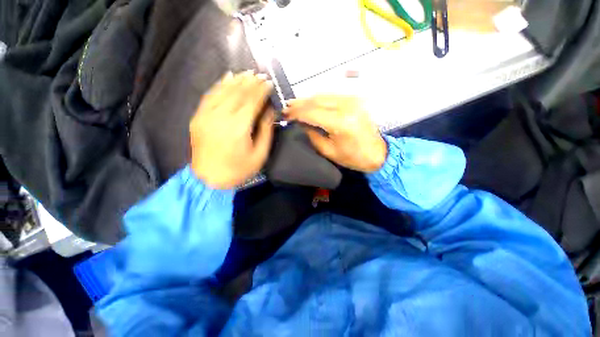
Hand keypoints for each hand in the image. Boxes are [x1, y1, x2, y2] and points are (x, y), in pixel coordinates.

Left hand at [190, 71, 273, 188]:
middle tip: (260, 74)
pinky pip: (209, 96)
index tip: (269, 82)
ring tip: (246, 73)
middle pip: (238, 93)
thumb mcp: (260, 154)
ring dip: (236, 80)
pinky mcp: (198, 117)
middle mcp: (221, 117)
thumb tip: (270, 111)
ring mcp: (206, 115)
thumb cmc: (239, 169)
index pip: (252, 101)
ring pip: (223, 91)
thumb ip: (265, 130)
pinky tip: (227, 77)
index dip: (261, 90)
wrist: (209, 179)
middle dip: (250, 82)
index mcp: (238, 127)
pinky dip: (219, 85)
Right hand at [284, 95, 386, 172]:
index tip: (285, 116)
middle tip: (286, 108)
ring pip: (323, 95)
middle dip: (299, 104)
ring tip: (295, 105)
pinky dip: (318, 99)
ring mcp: (352, 100)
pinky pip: (331, 96)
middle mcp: (347, 106)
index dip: (296, 113)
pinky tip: (310, 104)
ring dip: (307, 100)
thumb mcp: (328, 151)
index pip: (312, 112)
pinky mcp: (354, 99)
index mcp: (341, 123)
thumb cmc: (352, 157)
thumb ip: (312, 135)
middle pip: (317, 100)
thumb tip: (300, 123)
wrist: (377, 153)